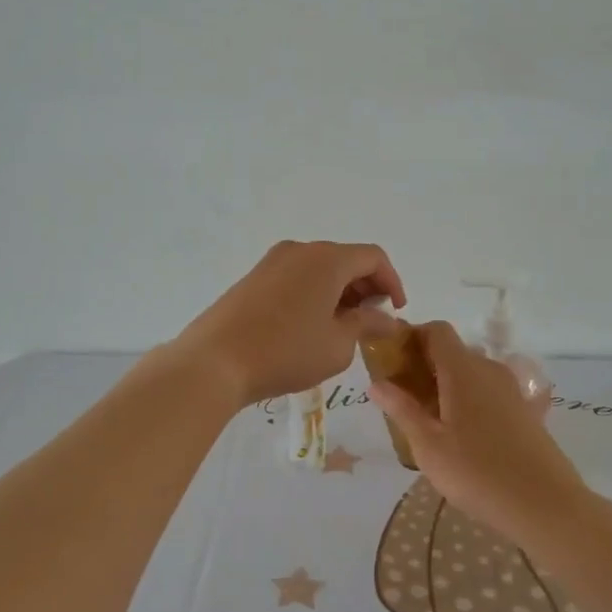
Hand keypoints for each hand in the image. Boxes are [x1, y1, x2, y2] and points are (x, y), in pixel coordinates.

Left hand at [174, 241, 405, 408]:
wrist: (215, 360)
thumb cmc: (286, 352)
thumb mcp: (338, 344)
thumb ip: (367, 325)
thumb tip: (386, 318)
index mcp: (327, 259)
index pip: (373, 257)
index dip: (392, 282)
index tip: (396, 312)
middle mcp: (300, 250)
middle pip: (345, 259)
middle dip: (365, 286)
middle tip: (372, 321)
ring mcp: (272, 261)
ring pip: (319, 268)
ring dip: (339, 291)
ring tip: (343, 327)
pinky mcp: (253, 277)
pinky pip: (296, 276)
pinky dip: (314, 293)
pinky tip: (310, 325)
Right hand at [369, 321, 592, 546]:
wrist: (546, 506)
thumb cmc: (478, 473)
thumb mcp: (428, 446)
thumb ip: (402, 410)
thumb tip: (376, 383)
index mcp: (463, 370)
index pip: (437, 330)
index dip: (412, 337)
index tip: (393, 362)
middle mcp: (489, 370)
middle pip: (453, 352)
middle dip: (425, 366)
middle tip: (403, 399)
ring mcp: (511, 390)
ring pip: (471, 374)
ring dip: (447, 386)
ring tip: (429, 421)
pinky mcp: (524, 411)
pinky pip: (488, 393)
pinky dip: (469, 401)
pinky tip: (461, 436)